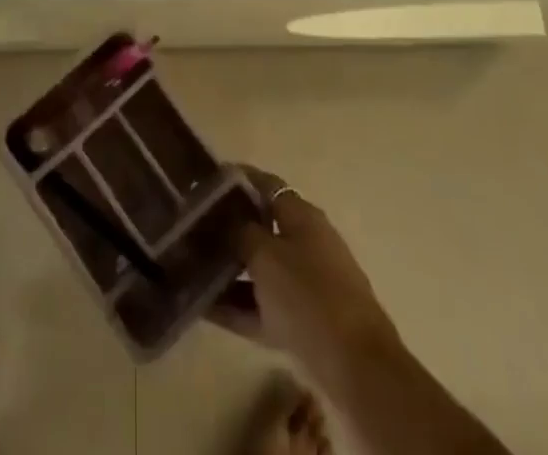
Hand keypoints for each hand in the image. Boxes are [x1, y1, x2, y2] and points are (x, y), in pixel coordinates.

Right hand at [209, 166, 403, 382]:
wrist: (356, 368)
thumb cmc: (308, 295)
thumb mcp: (266, 255)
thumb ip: (242, 232)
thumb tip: (228, 220)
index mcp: (303, 216)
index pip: (266, 186)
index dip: (238, 180)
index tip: (206, 182)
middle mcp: (307, 244)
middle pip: (263, 228)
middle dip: (229, 229)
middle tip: (193, 229)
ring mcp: (307, 285)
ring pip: (260, 270)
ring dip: (230, 271)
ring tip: (192, 269)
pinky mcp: (304, 323)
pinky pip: (263, 307)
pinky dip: (238, 306)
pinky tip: (204, 309)